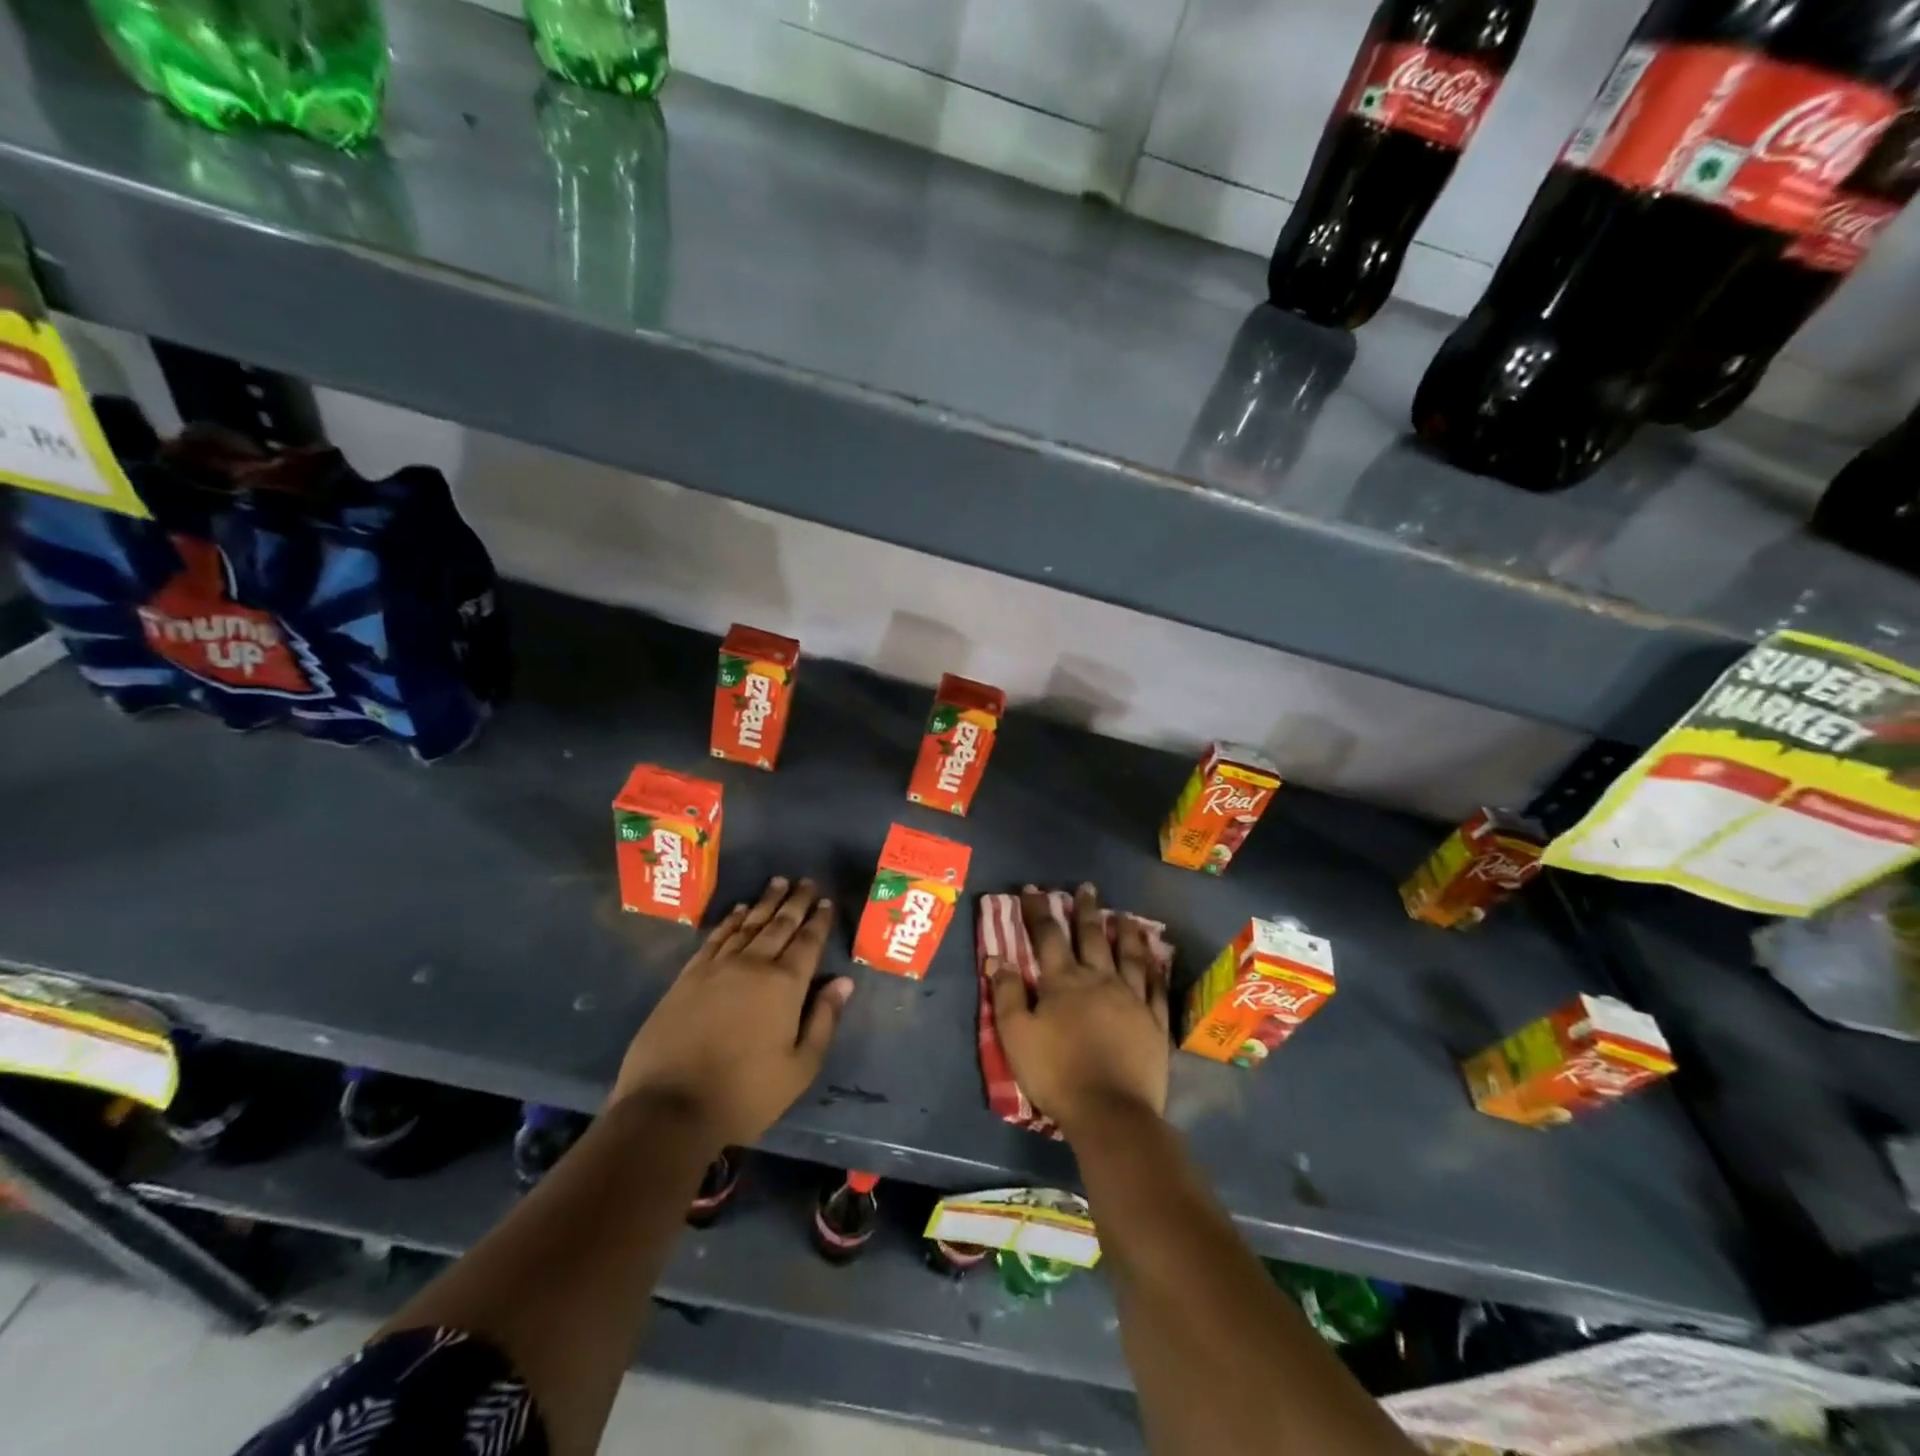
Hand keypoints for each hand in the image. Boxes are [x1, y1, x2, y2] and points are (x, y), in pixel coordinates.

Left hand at [613, 877, 853, 1145]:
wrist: (669, 1107)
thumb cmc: (744, 1093)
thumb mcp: (800, 1068)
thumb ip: (824, 1020)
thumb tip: (843, 981)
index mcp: (785, 985)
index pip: (807, 942)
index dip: (818, 920)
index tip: (825, 900)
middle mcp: (753, 964)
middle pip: (779, 924)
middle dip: (795, 902)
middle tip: (805, 880)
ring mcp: (717, 968)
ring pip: (747, 924)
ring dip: (764, 902)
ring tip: (777, 884)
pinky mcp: (688, 977)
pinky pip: (715, 938)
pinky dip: (729, 921)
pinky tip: (737, 911)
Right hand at [989, 884, 1170, 1134]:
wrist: (1110, 1111)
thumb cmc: (1056, 1073)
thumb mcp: (1016, 1036)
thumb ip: (1006, 994)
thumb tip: (997, 958)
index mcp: (1063, 982)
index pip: (1047, 935)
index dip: (1038, 910)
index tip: (1032, 890)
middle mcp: (1099, 979)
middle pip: (1091, 936)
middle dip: (1085, 910)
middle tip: (1086, 888)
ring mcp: (1131, 999)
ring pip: (1128, 955)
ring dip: (1125, 932)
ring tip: (1124, 915)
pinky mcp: (1154, 1022)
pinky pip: (1155, 987)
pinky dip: (1154, 969)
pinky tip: (1156, 959)